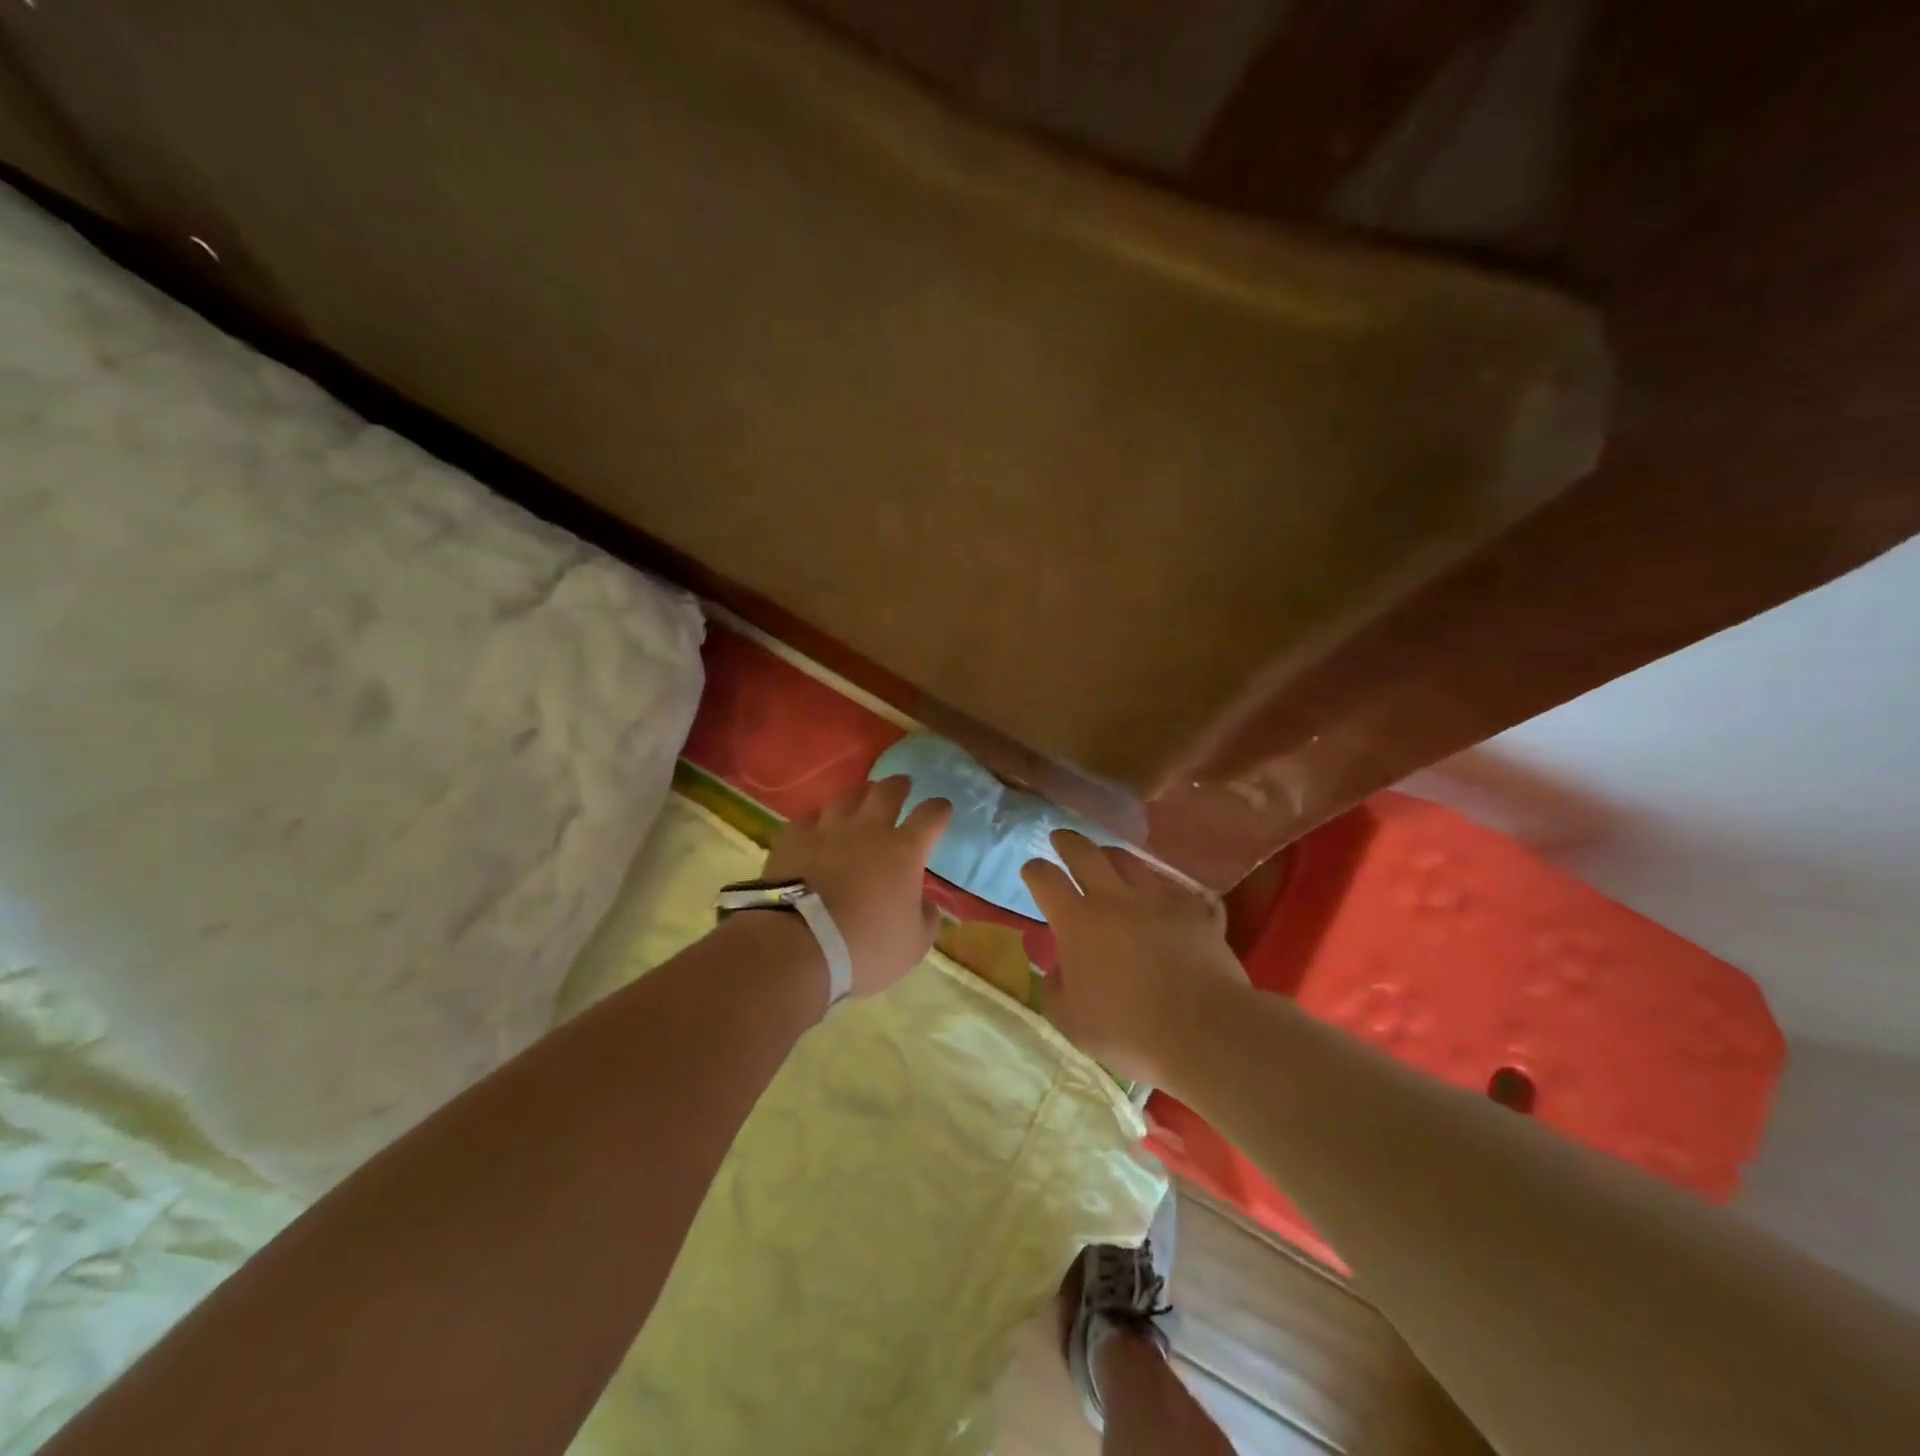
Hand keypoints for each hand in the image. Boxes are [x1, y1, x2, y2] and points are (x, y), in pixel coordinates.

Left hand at [761, 776, 951, 997]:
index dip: (939, 810)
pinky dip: (818, 819)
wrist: (798, 947)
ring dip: (860, 794)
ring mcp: (827, 830)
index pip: (931, 816)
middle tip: (902, 784)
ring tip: (863, 795)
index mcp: (904, 851)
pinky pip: (808, 818)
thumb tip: (925, 904)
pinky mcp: (792, 839)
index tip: (942, 809)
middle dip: (899, 785)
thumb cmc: (865, 947)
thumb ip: (926, 918)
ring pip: (847, 797)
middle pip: (887, 792)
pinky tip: (817, 825)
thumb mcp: (914, 945)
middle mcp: (868, 829)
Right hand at [1022, 830, 1247, 1084]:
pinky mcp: (1195, 912)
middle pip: (1086, 854)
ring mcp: (1158, 900)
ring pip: (1131, 862)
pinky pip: (1177, 891)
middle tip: (1061, 837)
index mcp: (1077, 921)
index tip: (1031, 870)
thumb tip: (1059, 971)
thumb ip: (1056, 990)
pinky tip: (1168, 897)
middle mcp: (1114, 899)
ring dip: (1114, 857)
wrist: (1204, 1029)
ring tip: (1110, 858)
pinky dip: (1166, 891)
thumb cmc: (1128, 1029)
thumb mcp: (1071, 1022)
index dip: (1035, 871)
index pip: (1045, 879)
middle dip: (1069, 842)